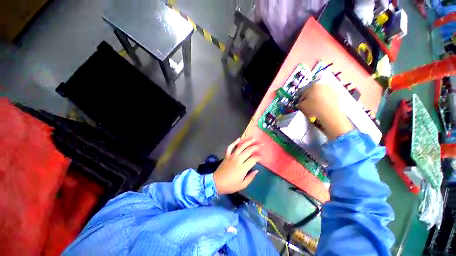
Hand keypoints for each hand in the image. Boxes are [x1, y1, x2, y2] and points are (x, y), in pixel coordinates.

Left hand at [213, 137, 259, 194]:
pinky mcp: (227, 155)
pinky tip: (239, 139)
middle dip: (256, 146)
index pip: (253, 159)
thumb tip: (257, 170)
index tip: (261, 157)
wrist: (216, 182)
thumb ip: (250, 177)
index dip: (258, 157)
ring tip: (253, 138)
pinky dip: (234, 142)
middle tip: (261, 144)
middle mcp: (238, 159)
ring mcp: (232, 156)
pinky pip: (230, 147)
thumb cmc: (230, 185)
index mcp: (243, 167)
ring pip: (241, 146)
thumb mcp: (242, 185)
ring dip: (247, 141)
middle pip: (248, 150)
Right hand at [297, 83, 353, 139]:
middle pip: (313, 92)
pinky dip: (325, 102)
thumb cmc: (313, 108)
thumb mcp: (301, 106)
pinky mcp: (338, 95)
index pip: (303, 93)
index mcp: (313, 86)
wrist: (330, 114)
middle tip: (307, 106)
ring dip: (317, 99)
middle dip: (310, 98)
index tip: (300, 105)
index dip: (300, 99)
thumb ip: (299, 103)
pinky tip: (322, 108)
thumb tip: (301, 103)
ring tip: (315, 108)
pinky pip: (328, 98)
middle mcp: (322, 85)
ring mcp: (331, 89)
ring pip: (321, 95)